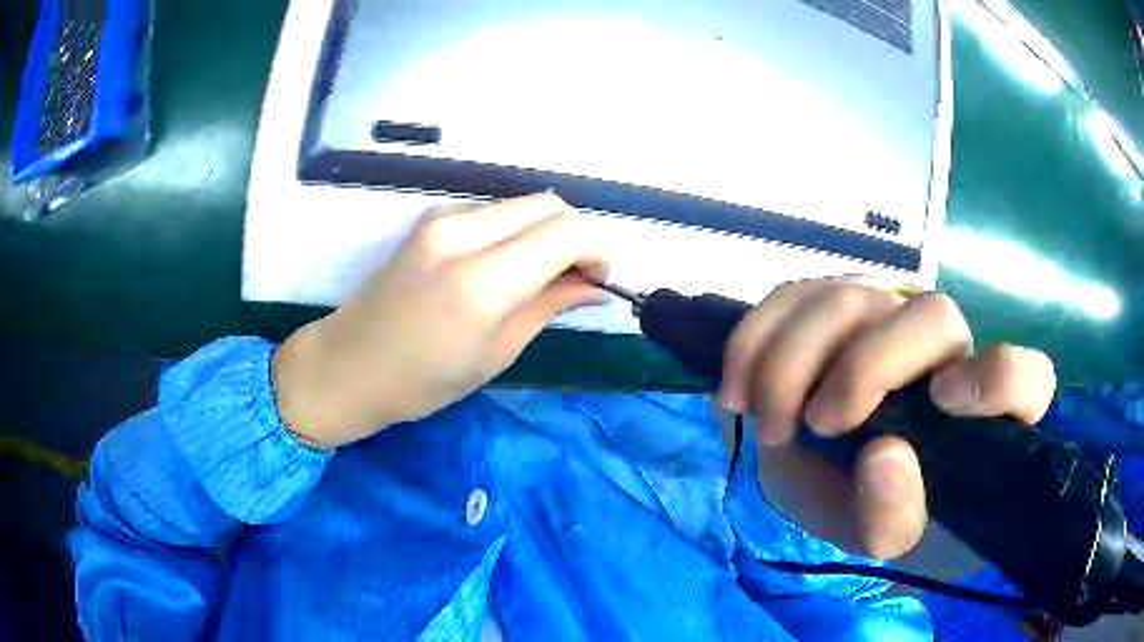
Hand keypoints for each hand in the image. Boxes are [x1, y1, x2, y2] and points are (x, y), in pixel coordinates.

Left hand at [272, 193, 607, 447]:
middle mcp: (461, 233)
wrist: (348, 364)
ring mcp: (441, 219)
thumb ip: (550, 306)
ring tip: (541, 276)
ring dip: (544, 233)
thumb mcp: (496, 353)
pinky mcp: (431, 219)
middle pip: (547, 205)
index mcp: (480, 280)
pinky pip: (493, 213)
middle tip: (574, 278)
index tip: (598, 280)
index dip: (594, 251)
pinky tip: (507, 267)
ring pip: (521, 205)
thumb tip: (596, 286)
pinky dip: (516, 232)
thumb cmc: (422, 381)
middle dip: (574, 236)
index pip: (564, 232)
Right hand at [719, 277, 1055, 558]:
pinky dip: (756, 339)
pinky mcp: (836, 303)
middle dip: (864, 367)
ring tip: (765, 422)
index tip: (942, 402)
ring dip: (793, 360)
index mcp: (983, 415)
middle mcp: (949, 349)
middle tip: (814, 425)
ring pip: (852, 295)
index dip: (996, 377)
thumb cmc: (872, 512)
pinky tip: (736, 390)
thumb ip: (891, 518)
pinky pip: (794, 294)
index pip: (1027, 377)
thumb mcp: (879, 539)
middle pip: (930, 316)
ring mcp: (891, 314)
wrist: (827, 483)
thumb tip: (885, 455)